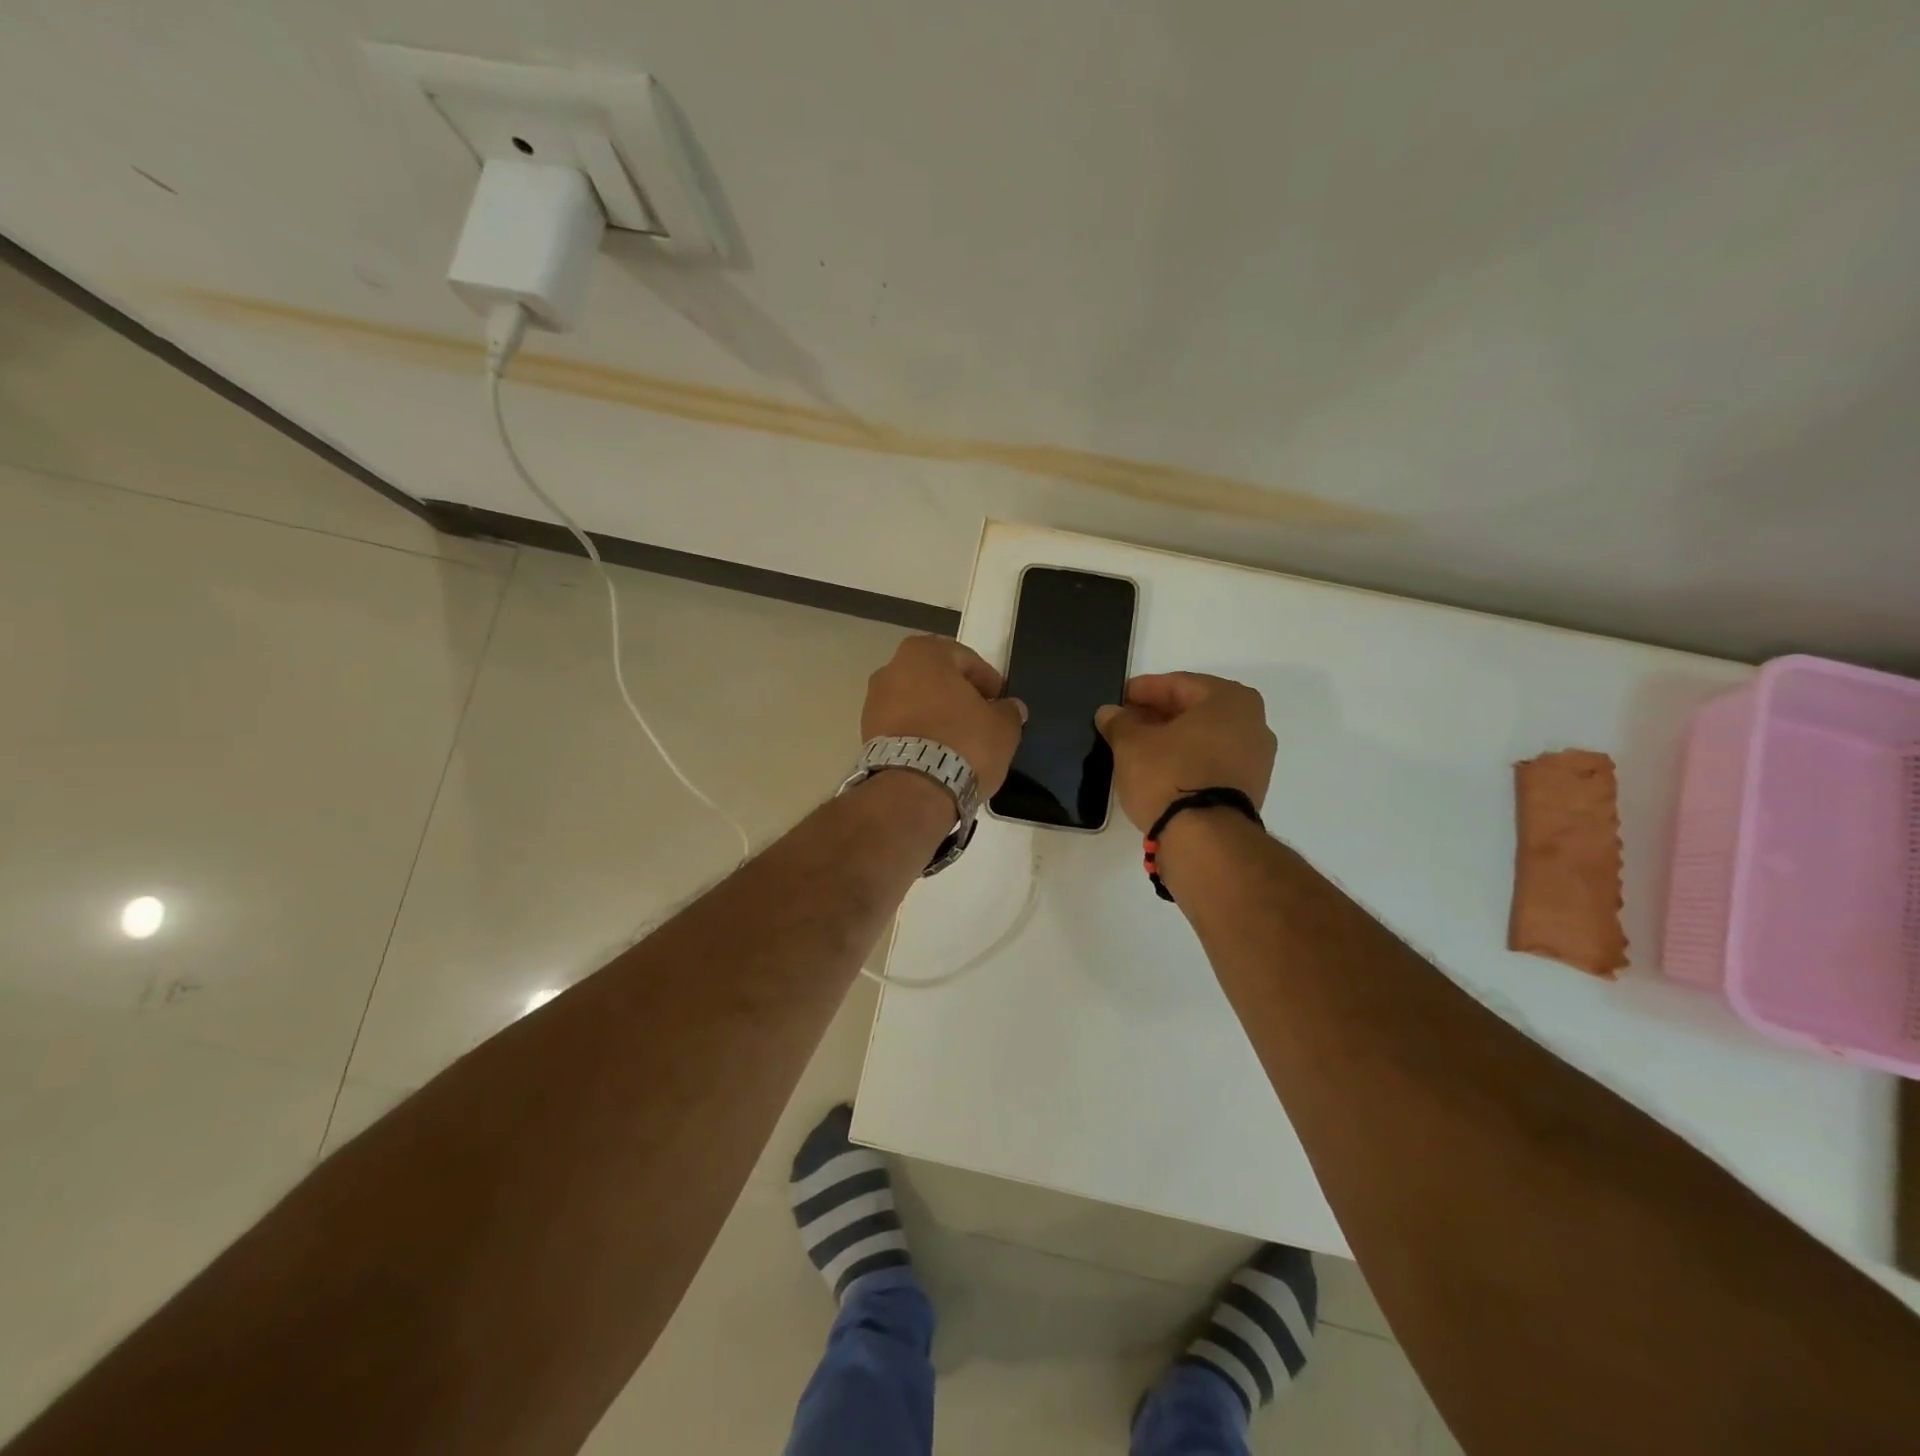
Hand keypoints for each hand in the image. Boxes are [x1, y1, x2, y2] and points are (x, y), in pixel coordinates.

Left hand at [862, 636, 1026, 795]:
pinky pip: (901, 726)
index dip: (987, 681)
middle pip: (935, 679)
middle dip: (957, 696)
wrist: (913, 789)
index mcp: (924, 653)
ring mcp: (873, 702)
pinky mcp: (866, 734)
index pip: (965, 659)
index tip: (1000, 702)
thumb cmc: (963, 743)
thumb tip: (1010, 708)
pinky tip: (936, 754)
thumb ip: (1009, 711)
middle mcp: (891, 669)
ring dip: (936, 715)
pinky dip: (918, 733)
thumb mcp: (1002, 727)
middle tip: (980, 718)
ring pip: (915, 702)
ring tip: (958, 741)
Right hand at [1094, 673, 1274, 831]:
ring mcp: (1256, 759)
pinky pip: (1212, 762)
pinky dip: (1187, 760)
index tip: (1119, 698)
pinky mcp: (1249, 790)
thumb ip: (1119, 722)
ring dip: (1173, 739)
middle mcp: (1253, 723)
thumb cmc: (1169, 775)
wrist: (1205, 839)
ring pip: (1204, 738)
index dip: (1143, 690)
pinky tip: (1160, 770)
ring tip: (1138, 748)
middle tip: (1125, 722)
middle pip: (1195, 710)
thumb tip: (1110, 713)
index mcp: (1230, 700)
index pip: (1178, 684)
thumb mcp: (1131, 743)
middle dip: (1158, 714)